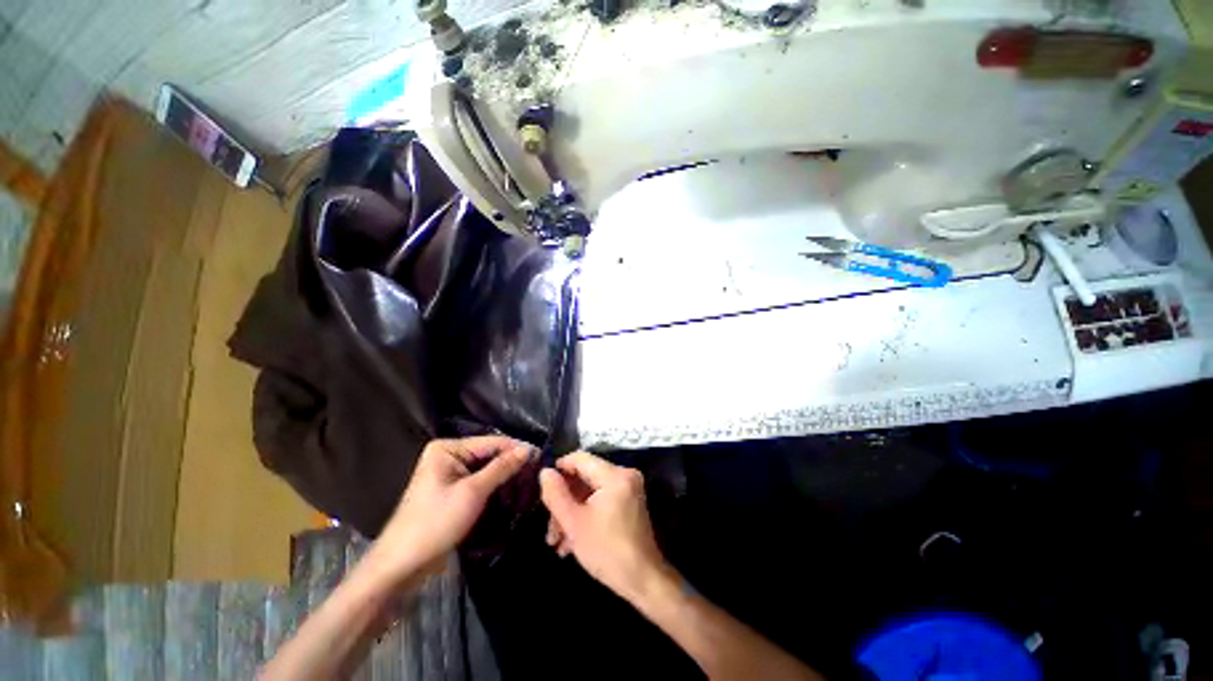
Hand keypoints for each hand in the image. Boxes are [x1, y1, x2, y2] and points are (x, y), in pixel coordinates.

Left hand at [371, 436, 535, 580]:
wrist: (402, 565)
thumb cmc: (435, 523)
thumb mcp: (473, 492)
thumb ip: (502, 468)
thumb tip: (528, 449)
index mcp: (447, 448)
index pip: (491, 442)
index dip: (516, 448)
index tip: (541, 454)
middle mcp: (448, 455)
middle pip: (489, 454)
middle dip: (512, 463)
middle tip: (538, 470)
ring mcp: (450, 473)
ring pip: (486, 469)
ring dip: (505, 475)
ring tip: (530, 480)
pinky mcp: (452, 491)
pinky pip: (479, 481)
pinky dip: (495, 486)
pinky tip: (513, 489)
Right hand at [539, 452, 668, 601]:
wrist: (643, 580)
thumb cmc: (607, 551)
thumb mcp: (574, 523)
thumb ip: (556, 494)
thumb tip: (545, 472)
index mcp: (614, 475)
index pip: (580, 458)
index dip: (559, 469)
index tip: (543, 488)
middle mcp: (624, 474)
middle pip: (584, 477)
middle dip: (564, 501)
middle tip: (550, 528)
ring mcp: (628, 488)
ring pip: (590, 491)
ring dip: (572, 511)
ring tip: (556, 541)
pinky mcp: (629, 501)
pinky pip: (601, 499)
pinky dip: (586, 514)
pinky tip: (571, 541)